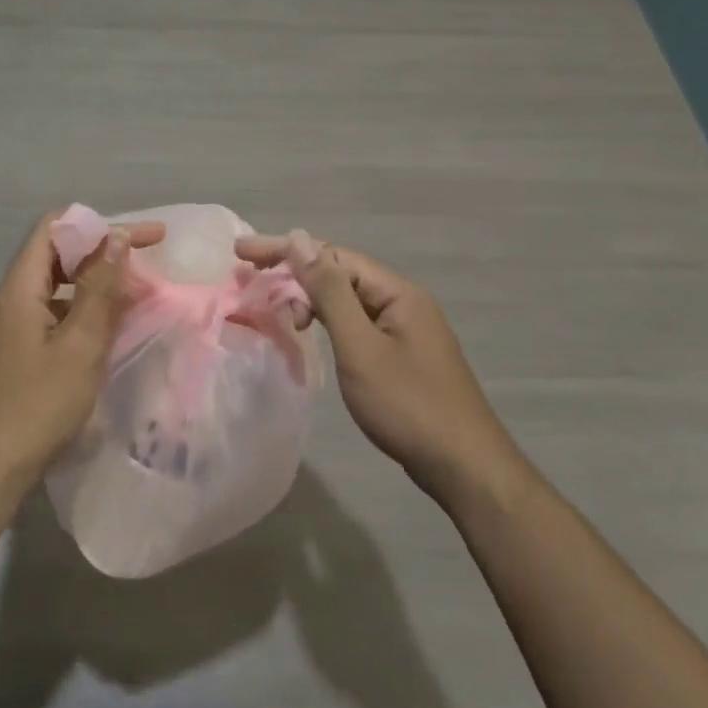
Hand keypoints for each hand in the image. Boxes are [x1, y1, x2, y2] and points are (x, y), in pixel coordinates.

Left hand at [0, 211, 166, 504]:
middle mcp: (8, 299)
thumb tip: (116, 237)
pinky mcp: (14, 351)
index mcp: (18, 288)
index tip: (141, 237)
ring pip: (56, 286)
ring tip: (136, 294)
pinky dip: (82, 311)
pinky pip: (52, 313)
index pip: (53, 228)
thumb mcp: (80, 345)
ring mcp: (9, 327)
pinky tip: (108, 330)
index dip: (98, 224)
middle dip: (102, 252)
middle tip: (147, 262)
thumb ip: (100, 289)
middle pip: (55, 254)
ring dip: (95, 283)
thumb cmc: (38, 406)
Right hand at [236, 231, 523, 506]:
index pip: (333, 255)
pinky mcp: (400, 355)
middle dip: (293, 271)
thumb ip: (329, 292)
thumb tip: (300, 239)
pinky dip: (327, 321)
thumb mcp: (360, 346)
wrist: (464, 468)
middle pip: (340, 272)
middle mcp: (402, 301)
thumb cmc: (408, 405)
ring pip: (347, 299)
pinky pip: (356, 323)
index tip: (243, 253)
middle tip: (247, 273)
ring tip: (275, 309)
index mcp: (397, 292)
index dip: (286, 250)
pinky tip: (308, 331)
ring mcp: (404, 329)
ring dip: (309, 297)